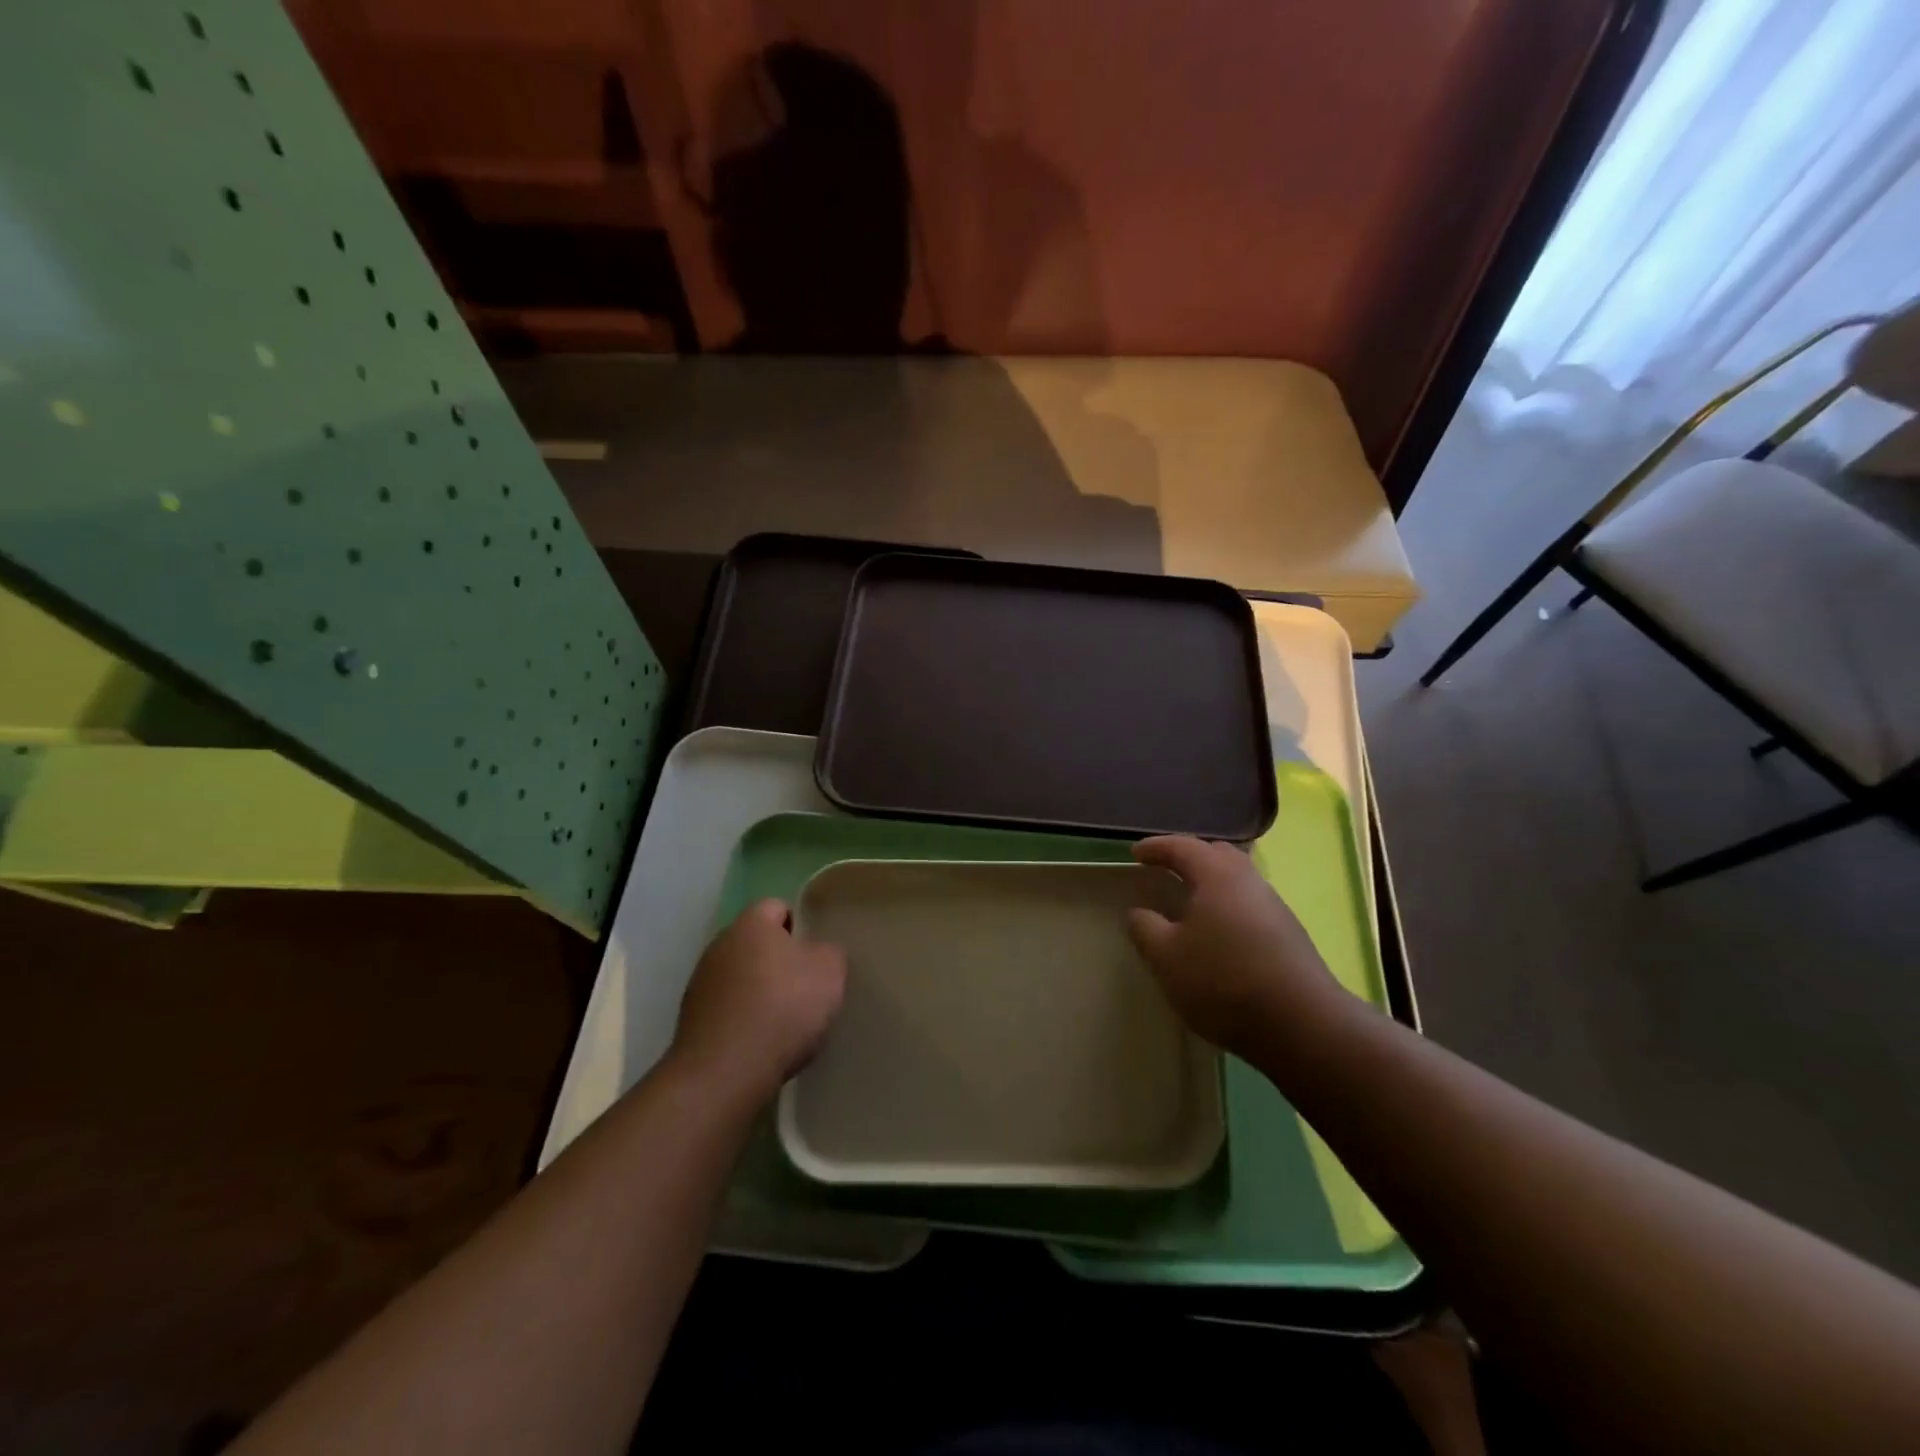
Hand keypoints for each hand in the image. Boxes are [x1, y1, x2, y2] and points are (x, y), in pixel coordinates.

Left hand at [669, 900, 846, 1108]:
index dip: (800, 927)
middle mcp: (719, 944)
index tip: (816, 954)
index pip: (778, 907)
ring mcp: (700, 983)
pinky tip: (761, 1043)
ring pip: (740, 977)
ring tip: (784, 1022)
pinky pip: (727, 1009)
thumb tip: (818, 954)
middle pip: (757, 944)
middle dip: (779, 961)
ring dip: (759, 992)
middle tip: (806, 988)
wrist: (724, 1073)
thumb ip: (829, 953)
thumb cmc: (783, 1008)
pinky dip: (743, 1020)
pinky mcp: (690, 1020)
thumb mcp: (830, 972)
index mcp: (751, 923)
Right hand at [1126, 836, 1340, 1061]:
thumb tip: (1139, 913)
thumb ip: (1145, 928)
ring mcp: (1274, 907)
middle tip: (1165, 870)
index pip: (1182, 846)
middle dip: (1189, 857)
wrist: (1302, 1025)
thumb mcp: (1166, 957)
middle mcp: (1249, 881)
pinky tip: (1218, 934)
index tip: (1135, 854)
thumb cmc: (1223, 981)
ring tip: (1189, 904)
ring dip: (1211, 883)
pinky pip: (1249, 905)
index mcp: (1217, 876)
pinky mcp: (1289, 935)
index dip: (1156, 847)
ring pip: (1237, 880)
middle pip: (1218, 854)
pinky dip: (1227, 907)